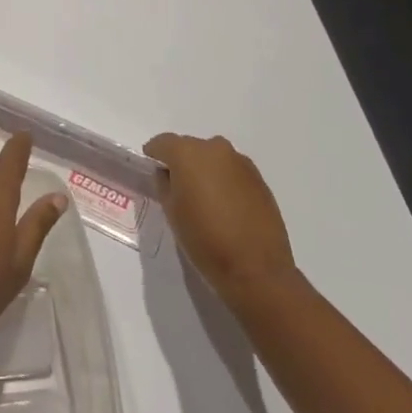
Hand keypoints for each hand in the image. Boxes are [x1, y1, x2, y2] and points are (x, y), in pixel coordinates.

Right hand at [144, 132, 298, 303]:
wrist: (257, 269)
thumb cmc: (205, 240)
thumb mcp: (171, 212)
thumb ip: (164, 184)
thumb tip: (168, 174)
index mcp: (188, 153)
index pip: (163, 143)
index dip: (154, 155)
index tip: (152, 169)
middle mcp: (214, 148)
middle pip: (189, 147)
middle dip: (181, 163)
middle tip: (178, 189)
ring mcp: (240, 161)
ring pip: (213, 158)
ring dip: (205, 171)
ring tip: (204, 199)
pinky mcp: (259, 178)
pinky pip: (232, 171)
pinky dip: (224, 180)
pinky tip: (226, 206)